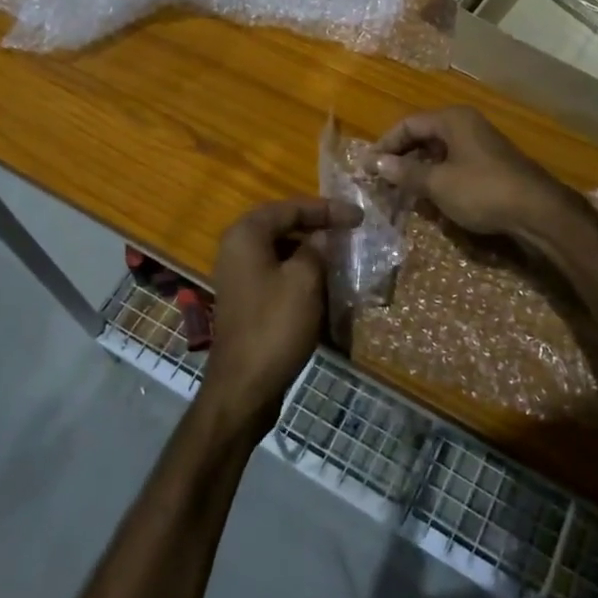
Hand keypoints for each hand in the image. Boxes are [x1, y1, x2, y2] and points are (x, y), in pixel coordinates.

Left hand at [201, 197, 362, 436]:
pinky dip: (302, 274)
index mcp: (246, 235)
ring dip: (312, 252)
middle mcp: (237, 248)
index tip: (359, 216)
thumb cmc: (275, 326)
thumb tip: (324, 237)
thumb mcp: (305, 280)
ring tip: (343, 255)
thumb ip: (318, 249)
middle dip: (319, 227)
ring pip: (283, 251)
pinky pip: (278, 274)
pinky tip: (326, 284)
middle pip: (285, 226)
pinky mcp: (248, 300)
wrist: (244, 389)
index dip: (327, 209)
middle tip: (351, 230)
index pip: (291, 207)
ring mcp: (240, 276)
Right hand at [372, 107, 566, 240]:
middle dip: (400, 157)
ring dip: (418, 169)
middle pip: (423, 135)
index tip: (367, 167)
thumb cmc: (483, 190)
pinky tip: (429, 197)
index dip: (385, 144)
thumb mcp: (438, 183)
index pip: (408, 124)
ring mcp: (480, 144)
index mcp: (452, 119)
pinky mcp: (490, 165)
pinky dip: (437, 177)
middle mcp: (466, 125)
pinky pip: (454, 164)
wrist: (538, 211)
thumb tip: (375, 163)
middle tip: (380, 179)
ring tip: (399, 190)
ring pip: (438, 151)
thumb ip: (406, 172)